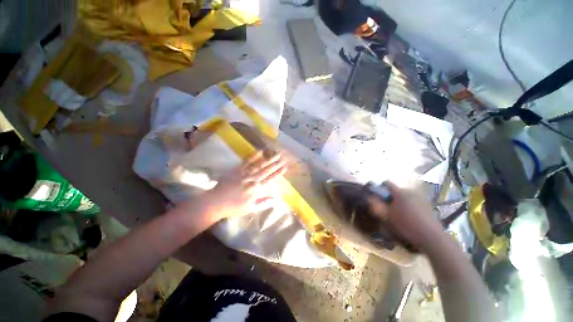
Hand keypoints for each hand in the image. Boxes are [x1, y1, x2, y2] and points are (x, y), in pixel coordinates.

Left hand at [205, 151, 286, 221]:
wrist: (215, 202)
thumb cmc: (233, 207)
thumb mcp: (249, 208)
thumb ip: (262, 201)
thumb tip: (274, 197)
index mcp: (257, 190)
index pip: (271, 180)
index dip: (279, 173)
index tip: (285, 167)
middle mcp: (253, 180)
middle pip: (267, 170)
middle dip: (277, 164)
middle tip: (285, 158)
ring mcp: (245, 174)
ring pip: (260, 165)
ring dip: (269, 159)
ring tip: (277, 153)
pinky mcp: (237, 169)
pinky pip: (247, 162)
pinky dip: (254, 156)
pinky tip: (260, 151)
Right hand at [367, 181, 444, 251]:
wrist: (431, 237)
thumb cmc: (406, 225)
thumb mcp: (387, 216)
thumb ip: (377, 205)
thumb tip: (369, 197)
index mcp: (400, 192)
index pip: (387, 183)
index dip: (380, 188)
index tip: (377, 196)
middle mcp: (410, 192)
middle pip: (396, 190)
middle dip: (390, 197)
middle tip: (388, 208)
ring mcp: (420, 198)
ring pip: (404, 196)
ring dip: (399, 202)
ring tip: (399, 214)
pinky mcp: (427, 205)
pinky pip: (413, 201)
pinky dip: (408, 206)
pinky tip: (410, 217)